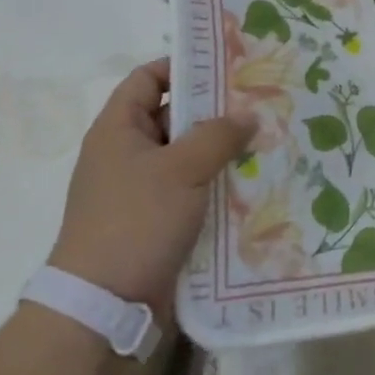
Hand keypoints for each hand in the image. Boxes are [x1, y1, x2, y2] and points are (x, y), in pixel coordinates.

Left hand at [46, 60, 254, 318]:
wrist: (105, 308)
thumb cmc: (136, 222)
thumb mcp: (182, 169)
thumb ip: (218, 135)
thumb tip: (249, 115)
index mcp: (118, 130)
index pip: (148, 78)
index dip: (183, 66)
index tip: (227, 66)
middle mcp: (128, 155)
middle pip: (174, 117)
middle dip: (216, 111)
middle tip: (262, 103)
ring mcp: (143, 192)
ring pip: (189, 158)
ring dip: (223, 152)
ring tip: (269, 140)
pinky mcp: (159, 224)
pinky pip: (194, 193)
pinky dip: (219, 186)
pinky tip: (256, 183)